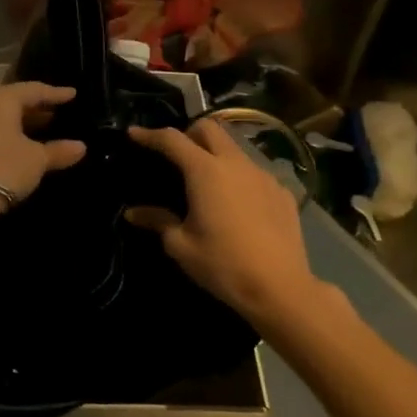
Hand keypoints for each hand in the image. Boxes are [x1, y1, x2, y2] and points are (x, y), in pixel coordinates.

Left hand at [0, 82, 86, 226]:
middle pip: (10, 100)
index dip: (55, 93)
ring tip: (33, 132)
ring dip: (12, 123)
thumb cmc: (1, 170)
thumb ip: (58, 151)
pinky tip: (5, 148)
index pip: (33, 90)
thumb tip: (81, 147)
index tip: (72, 94)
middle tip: (53, 114)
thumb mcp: (35, 161)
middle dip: (33, 108)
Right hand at [125, 119, 337, 335]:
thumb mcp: (181, 246)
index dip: (150, 134)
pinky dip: (239, 177)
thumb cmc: (223, 264)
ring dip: (216, 154)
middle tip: (176, 155)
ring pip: (235, 148)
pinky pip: (255, 172)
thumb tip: (133, 213)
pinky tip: (238, 205)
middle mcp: (236, 163)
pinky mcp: (283, 191)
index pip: (172, 140)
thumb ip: (158, 221)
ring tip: (208, 182)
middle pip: (210, 128)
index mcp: (205, 171)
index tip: (134, 134)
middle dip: (189, 133)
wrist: (280, 288)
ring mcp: (264, 175)